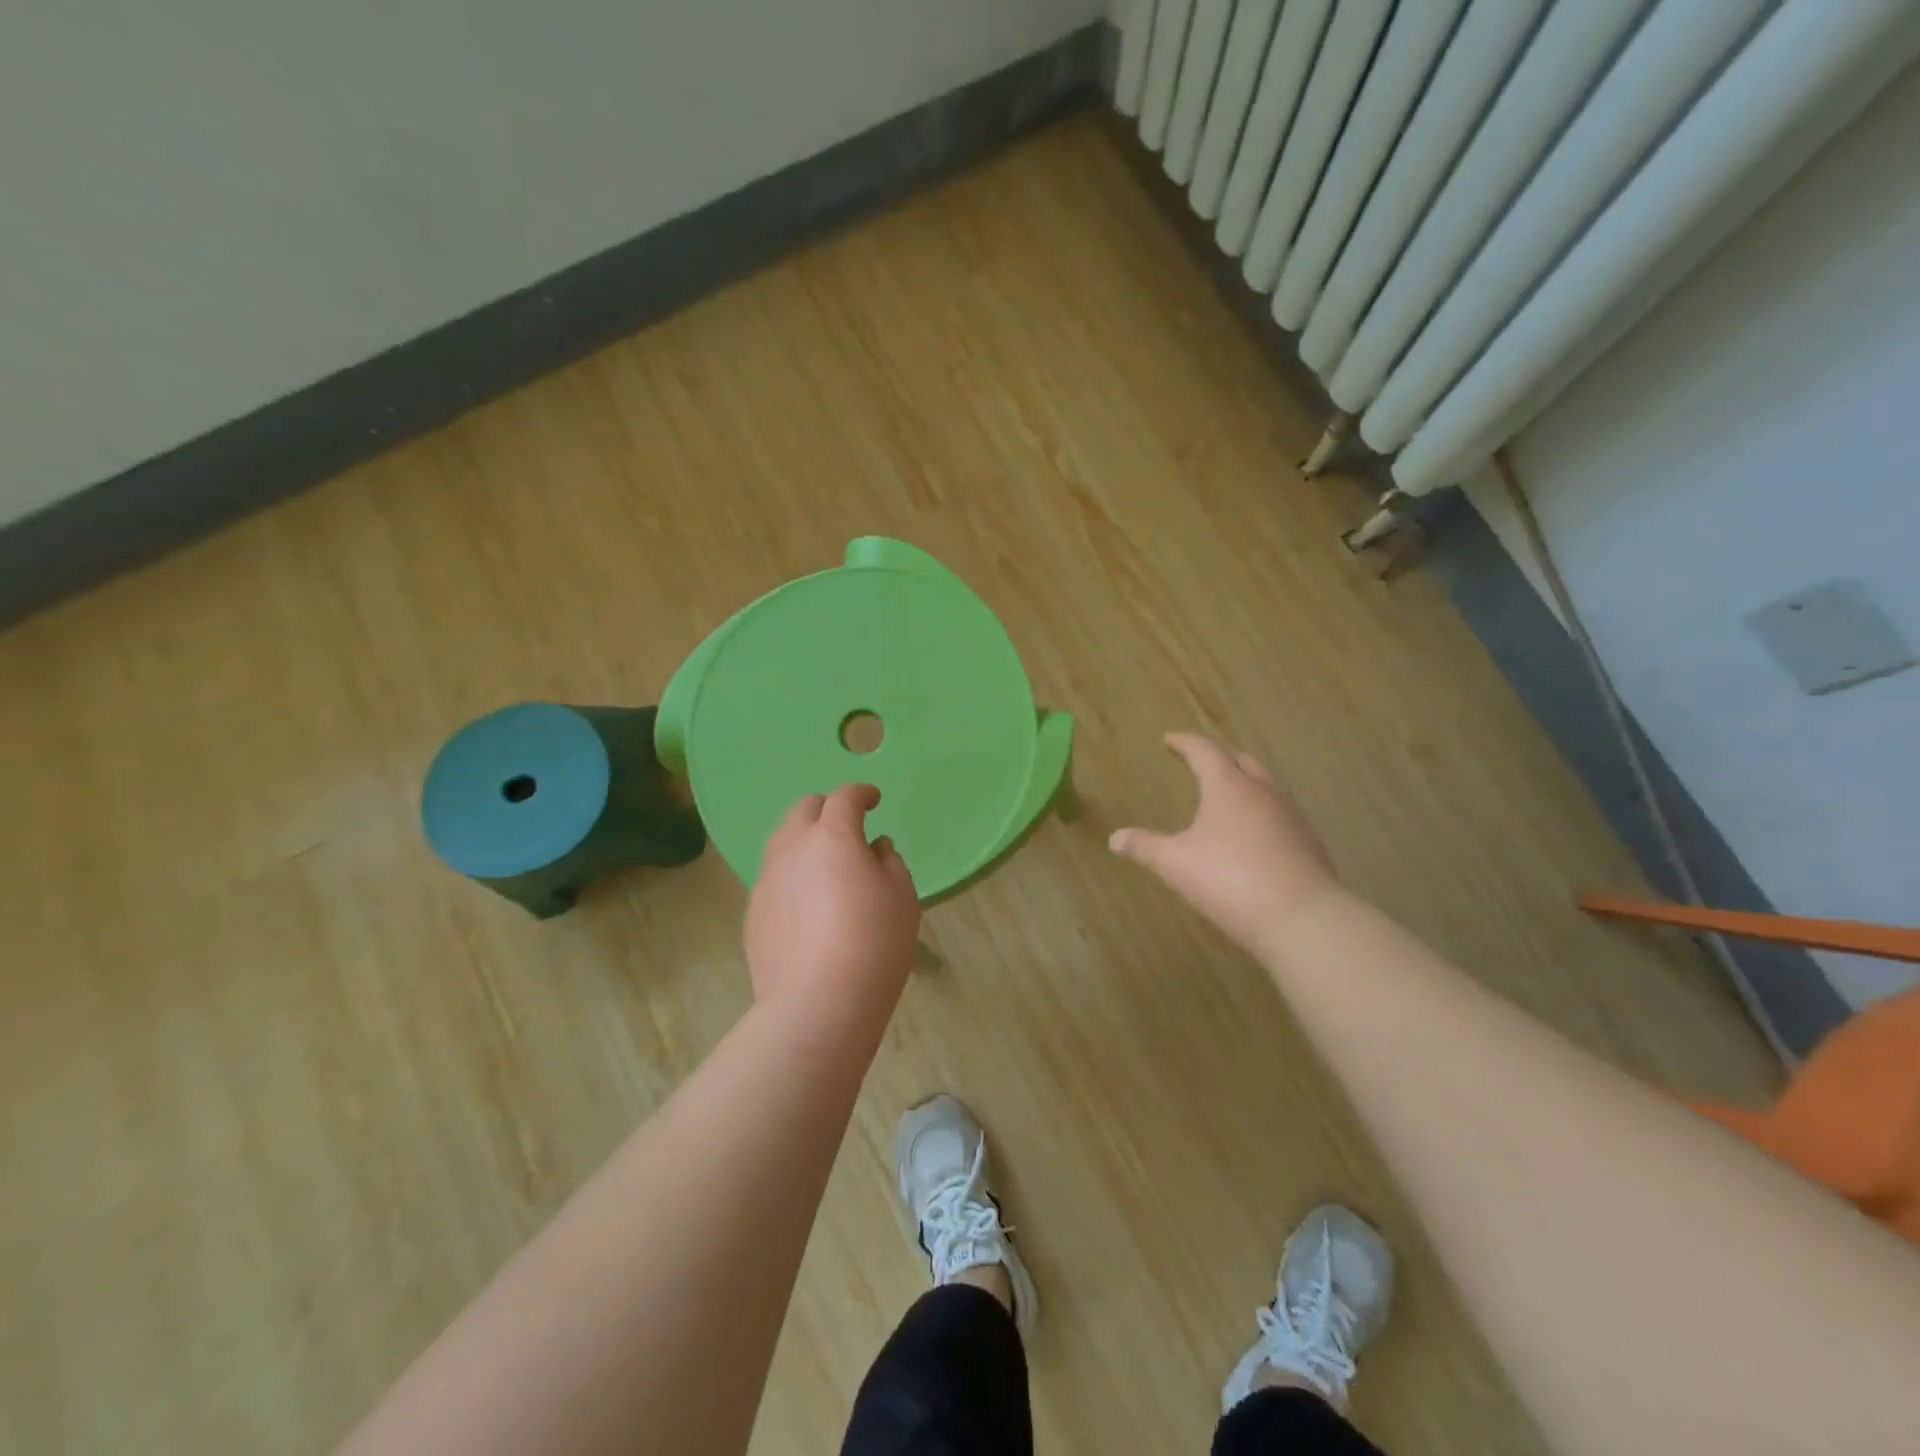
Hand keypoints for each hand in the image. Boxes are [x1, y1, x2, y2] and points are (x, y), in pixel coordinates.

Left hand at [745, 784, 920, 1010]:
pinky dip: (793, 876)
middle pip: (804, 809)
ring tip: (827, 867)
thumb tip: (875, 850)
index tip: (874, 799)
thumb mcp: (902, 899)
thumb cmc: (873, 944)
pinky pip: (775, 878)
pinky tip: (809, 907)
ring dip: (806, 841)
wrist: (817, 1004)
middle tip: (848, 828)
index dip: (862, 793)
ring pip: (783, 842)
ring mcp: (767, 879)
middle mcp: (792, 847)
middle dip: (827, 809)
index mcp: (832, 836)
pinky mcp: (753, 911)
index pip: (845, 798)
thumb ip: (890, 863)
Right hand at [1109, 732, 1338, 952]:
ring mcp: (1291, 817)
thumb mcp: (1176, 864)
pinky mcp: (1308, 843)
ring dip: (1245, 781)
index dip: (1185, 743)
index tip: (1170, 739)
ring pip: (1266, 785)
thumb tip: (1115, 838)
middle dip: (1220, 755)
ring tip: (1228, 793)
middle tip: (1201, 759)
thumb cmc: (1229, 879)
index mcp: (1228, 787)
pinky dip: (1261, 811)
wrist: (1301, 918)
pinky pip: (1280, 814)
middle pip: (1242, 760)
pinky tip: (1254, 833)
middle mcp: (1263, 793)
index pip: (1205, 751)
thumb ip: (1145, 847)